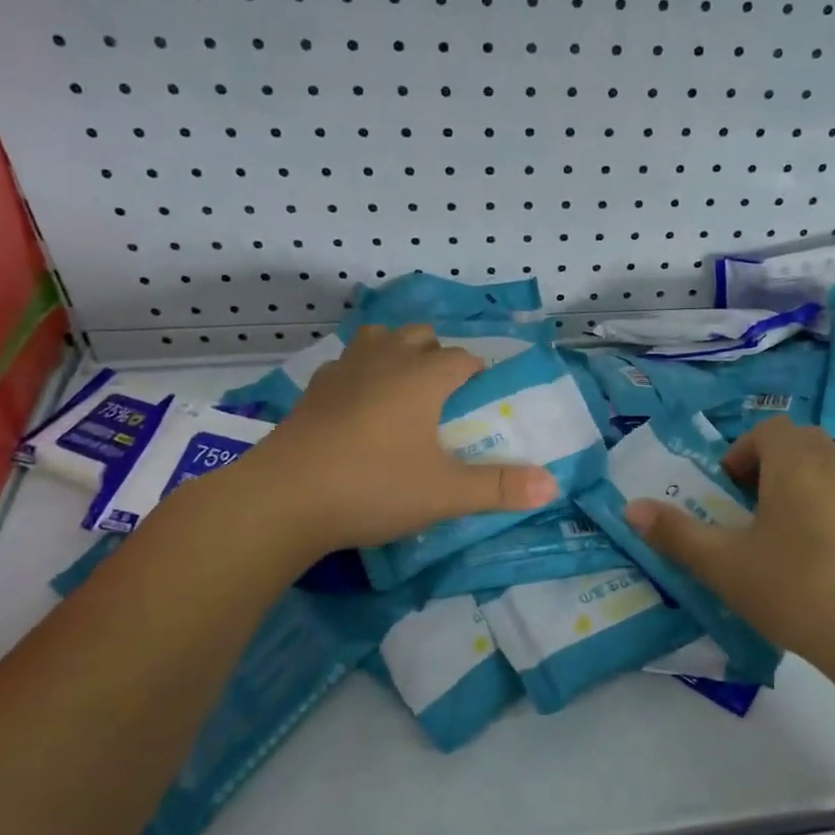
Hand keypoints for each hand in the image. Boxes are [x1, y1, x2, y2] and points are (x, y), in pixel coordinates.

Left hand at [226, 324, 558, 555]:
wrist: (283, 499)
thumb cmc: (374, 488)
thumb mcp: (445, 494)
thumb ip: (500, 488)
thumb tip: (552, 486)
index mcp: (423, 377)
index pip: (463, 358)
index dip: (478, 376)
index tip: (480, 405)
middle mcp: (386, 360)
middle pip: (421, 336)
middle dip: (439, 357)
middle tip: (444, 401)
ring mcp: (344, 370)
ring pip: (379, 338)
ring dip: (397, 353)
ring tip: (403, 391)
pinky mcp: (313, 390)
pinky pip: (347, 363)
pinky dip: (361, 372)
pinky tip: (359, 407)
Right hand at [624, 418, 834, 667]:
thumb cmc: (795, 589)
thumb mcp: (724, 565)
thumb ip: (675, 534)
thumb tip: (630, 508)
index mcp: (794, 462)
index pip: (767, 430)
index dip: (740, 453)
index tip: (727, 494)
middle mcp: (832, 464)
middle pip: (796, 442)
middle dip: (766, 464)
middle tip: (747, 507)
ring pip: (821, 465)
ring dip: (793, 482)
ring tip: (775, 531)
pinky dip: (819, 503)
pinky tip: (810, 553)